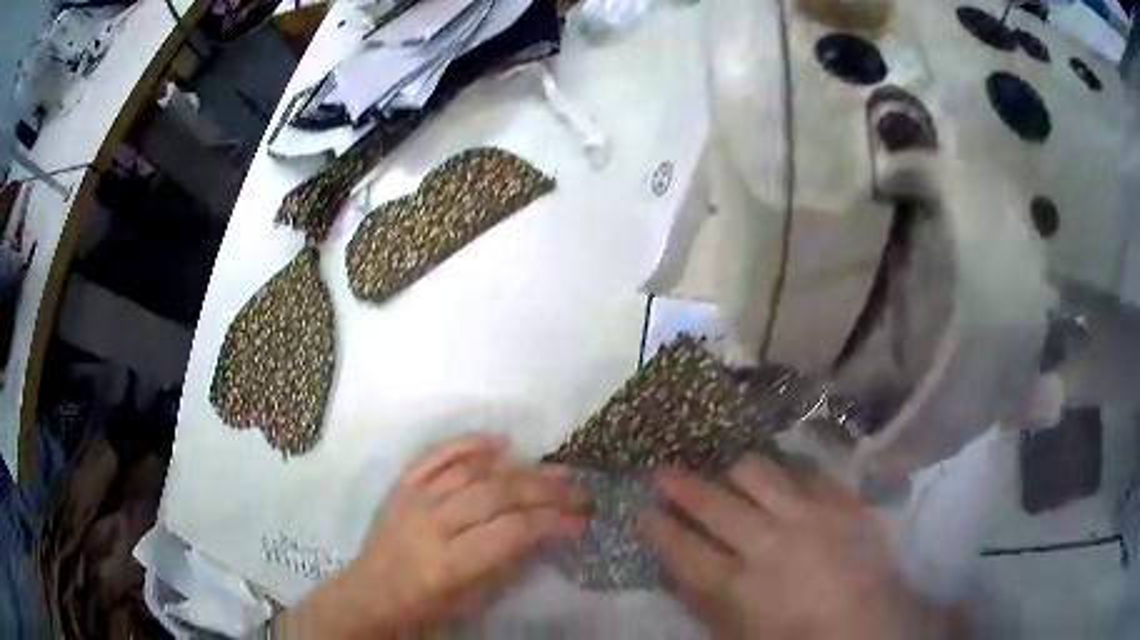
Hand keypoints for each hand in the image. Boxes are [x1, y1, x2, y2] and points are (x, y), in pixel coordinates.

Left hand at [284, 433, 590, 637]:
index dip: (551, 522)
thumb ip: (507, 561)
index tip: (581, 518)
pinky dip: (469, 443)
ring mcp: (413, 498)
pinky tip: (500, 441)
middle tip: (578, 488)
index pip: (511, 531)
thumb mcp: (471, 598)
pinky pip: (436, 454)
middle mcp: (430, 524)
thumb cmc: (424, 605)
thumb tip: (546, 530)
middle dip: (545, 489)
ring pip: (472, 471)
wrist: (369, 592)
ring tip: (552, 467)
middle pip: (496, 494)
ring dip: (518, 467)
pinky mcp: (401, 485)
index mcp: (448, 562)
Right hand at [637, 455, 947, 638]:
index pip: (682, 548)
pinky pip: (806, 470)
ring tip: (724, 467)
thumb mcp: (739, 634)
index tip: (640, 511)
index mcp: (738, 586)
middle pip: (713, 503)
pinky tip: (781, 473)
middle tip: (662, 471)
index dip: (657, 527)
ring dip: (732, 470)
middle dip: (680, 485)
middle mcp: (768, 543)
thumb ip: (706, 601)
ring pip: (757, 473)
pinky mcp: (842, 501)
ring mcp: (809, 516)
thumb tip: (679, 566)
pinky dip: (786, 470)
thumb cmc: (798, 638)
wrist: (872, 626)